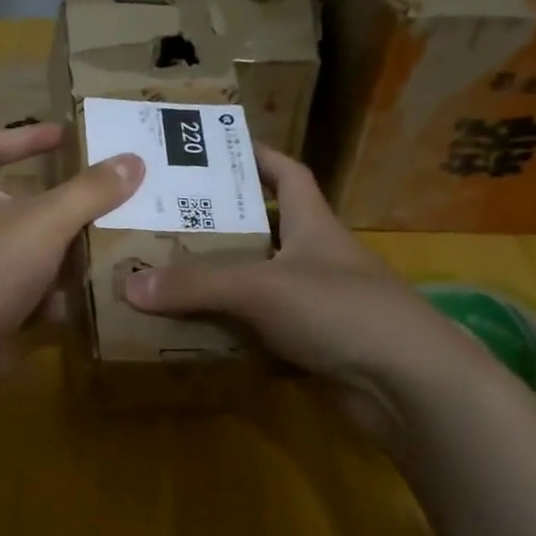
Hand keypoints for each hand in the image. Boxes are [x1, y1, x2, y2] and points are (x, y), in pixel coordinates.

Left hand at [0, 123, 142, 367]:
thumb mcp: (46, 221)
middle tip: (105, 190)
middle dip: (61, 199)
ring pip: (29, 244)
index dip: (30, 136)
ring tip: (111, 235)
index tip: (69, 134)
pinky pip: (30, 282)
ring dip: (65, 243)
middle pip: (18, 199)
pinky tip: (92, 282)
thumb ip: (90, 190)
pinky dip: (57, 283)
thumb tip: (134, 161)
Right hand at [123, 146, 502, 437]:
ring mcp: (318, 305)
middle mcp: (316, 259)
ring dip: (223, 284)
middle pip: (266, 232)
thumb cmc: (341, 311)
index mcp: (314, 226)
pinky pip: (264, 331)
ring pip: (260, 285)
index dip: (260, 158)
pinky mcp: (314, 346)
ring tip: (168, 278)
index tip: (219, 150)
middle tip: (167, 224)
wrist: (406, 385)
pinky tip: (198, 335)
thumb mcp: (262, 288)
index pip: (289, 175)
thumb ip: (196, 286)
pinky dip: (235, 332)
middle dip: (222, 227)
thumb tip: (128, 286)